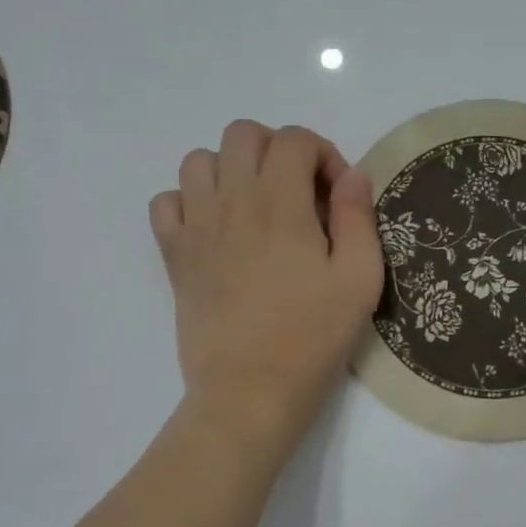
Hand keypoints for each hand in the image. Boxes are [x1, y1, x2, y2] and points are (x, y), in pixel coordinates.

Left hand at [150, 121, 382, 460]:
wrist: (250, 392)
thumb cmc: (313, 336)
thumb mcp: (359, 278)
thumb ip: (358, 217)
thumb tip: (353, 175)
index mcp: (281, 202)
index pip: (295, 139)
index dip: (324, 154)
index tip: (337, 195)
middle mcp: (232, 200)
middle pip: (243, 133)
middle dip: (277, 149)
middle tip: (298, 191)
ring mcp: (196, 226)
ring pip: (199, 159)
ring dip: (231, 169)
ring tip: (256, 205)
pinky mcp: (174, 255)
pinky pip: (165, 202)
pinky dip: (188, 201)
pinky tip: (215, 228)